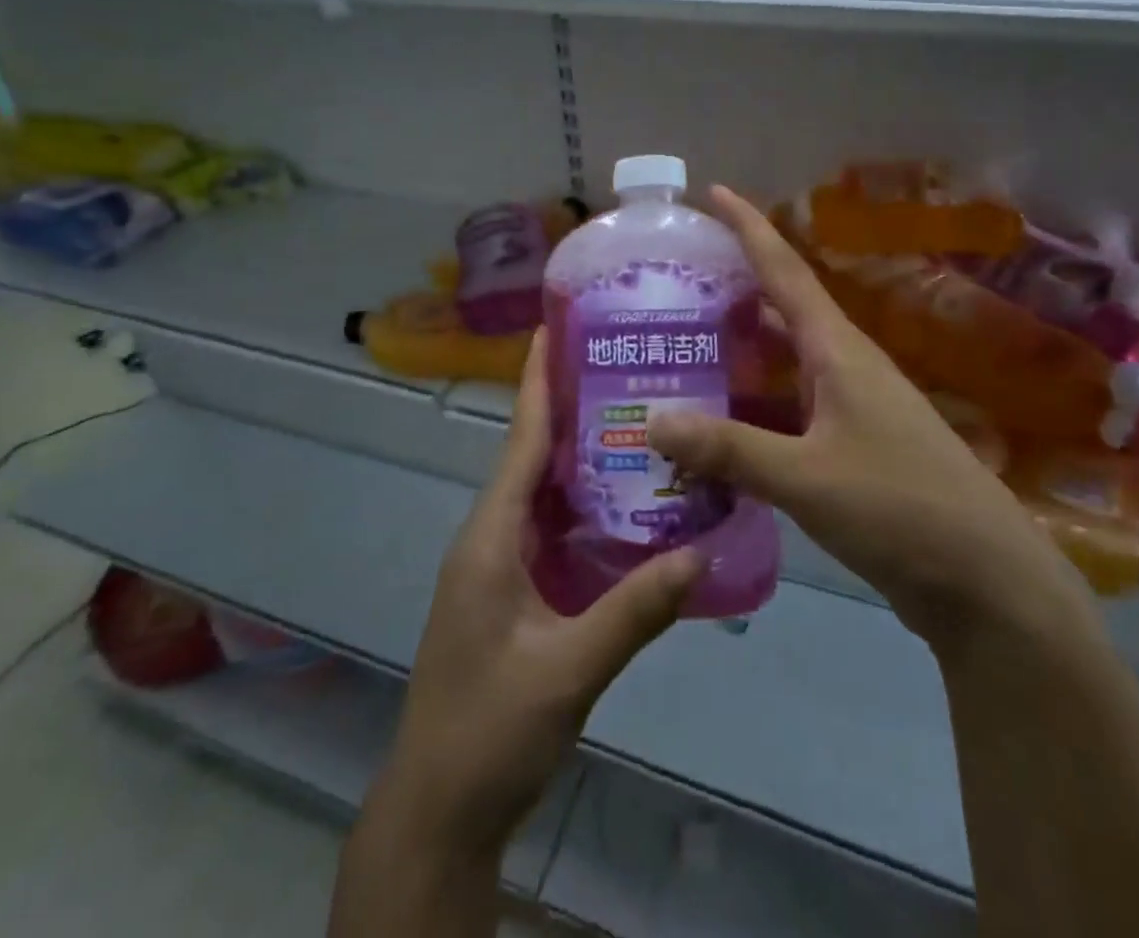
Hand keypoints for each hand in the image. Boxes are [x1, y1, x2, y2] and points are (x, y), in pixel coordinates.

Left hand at [375, 329, 703, 859]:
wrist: (439, 808)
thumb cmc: (490, 730)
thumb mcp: (568, 670)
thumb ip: (634, 611)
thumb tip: (699, 552)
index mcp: (490, 537)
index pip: (521, 441)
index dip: (538, 383)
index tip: (555, 329)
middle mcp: (489, 537)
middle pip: (532, 456)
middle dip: (570, 407)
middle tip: (623, 365)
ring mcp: (497, 566)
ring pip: (542, 492)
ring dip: (579, 456)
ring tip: (634, 416)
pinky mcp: (510, 591)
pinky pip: (548, 528)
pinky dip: (582, 504)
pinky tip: (624, 501)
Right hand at [648, 187, 1089, 652]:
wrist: (987, 583)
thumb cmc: (900, 509)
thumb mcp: (806, 478)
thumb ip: (728, 449)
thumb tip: (651, 421)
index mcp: (839, 351)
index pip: (785, 270)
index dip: (749, 227)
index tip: (712, 191)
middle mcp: (845, 367)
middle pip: (782, 310)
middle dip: (733, 288)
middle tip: (675, 281)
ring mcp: (852, 408)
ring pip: (785, 363)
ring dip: (741, 350)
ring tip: (683, 345)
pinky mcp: (853, 449)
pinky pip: (790, 408)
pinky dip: (753, 405)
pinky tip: (720, 423)